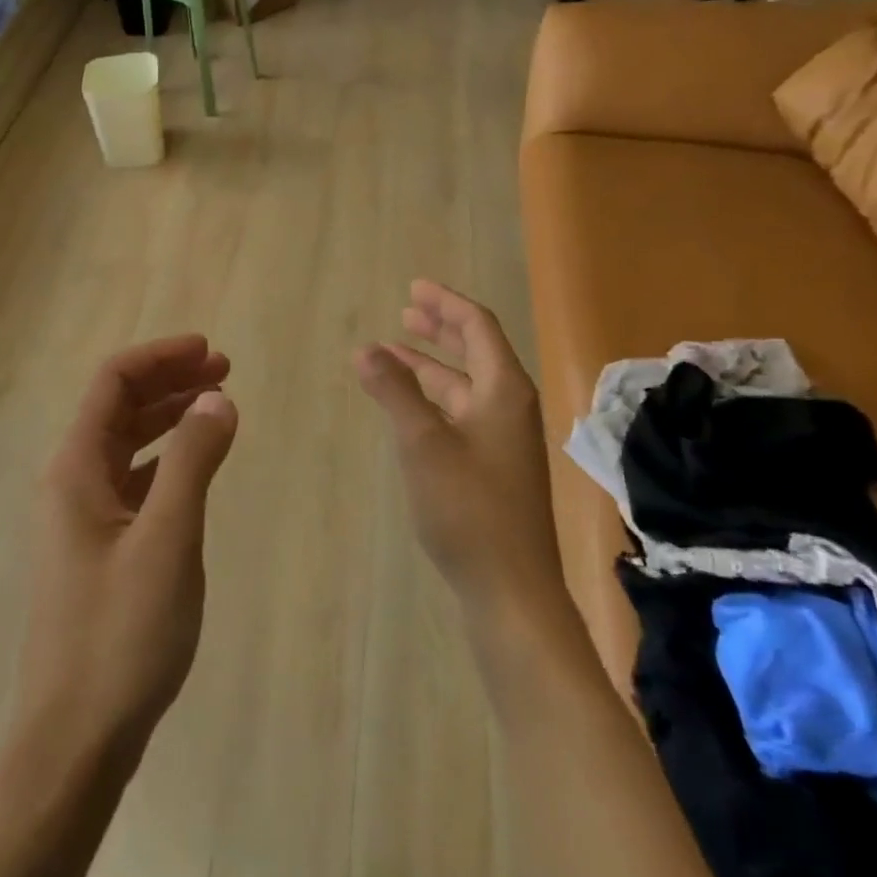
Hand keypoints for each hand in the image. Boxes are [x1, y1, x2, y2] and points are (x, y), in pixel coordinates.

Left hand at [12, 335, 238, 769]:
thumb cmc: (120, 635)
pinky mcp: (95, 552)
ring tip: (215, 408)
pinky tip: (192, 470)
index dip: (160, 357)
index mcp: (74, 470)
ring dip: (167, 419)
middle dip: (168, 382)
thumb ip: (193, 462)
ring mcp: (79, 521)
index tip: (210, 351)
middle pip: (116, 409)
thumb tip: (217, 397)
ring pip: (124, 446)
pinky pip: (129, 484)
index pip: (112, 383)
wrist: (73, 741)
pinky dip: (163, 462)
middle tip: (223, 371)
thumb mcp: (167, 540)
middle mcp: (69, 485)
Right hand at [355, 281, 559, 627]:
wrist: (510, 588)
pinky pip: (462, 412)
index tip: (414, 287)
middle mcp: (509, 407)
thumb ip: (394, 392)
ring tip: (394, 354)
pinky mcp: (494, 466)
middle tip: (406, 311)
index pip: (478, 327)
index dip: (446, 303)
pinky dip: (434, 398)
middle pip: (476, 351)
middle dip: (441, 328)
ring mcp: (504, 439)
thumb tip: (366, 349)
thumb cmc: (468, 508)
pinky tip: (410, 406)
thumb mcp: (422, 443)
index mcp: (503, 391)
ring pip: (465, 385)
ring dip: (432, 365)